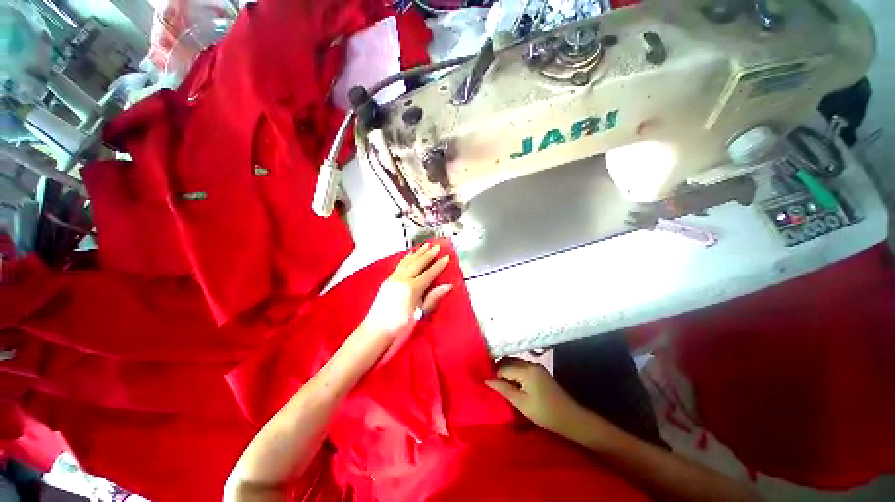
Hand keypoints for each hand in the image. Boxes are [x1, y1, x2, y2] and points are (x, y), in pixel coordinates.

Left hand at [359, 242, 453, 341]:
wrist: (377, 330)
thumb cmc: (400, 325)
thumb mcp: (420, 312)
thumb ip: (433, 297)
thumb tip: (448, 286)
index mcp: (412, 288)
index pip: (429, 273)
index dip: (439, 265)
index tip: (446, 257)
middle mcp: (402, 279)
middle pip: (418, 263)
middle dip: (429, 254)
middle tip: (437, 246)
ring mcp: (394, 278)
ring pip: (408, 261)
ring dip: (418, 253)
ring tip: (425, 245)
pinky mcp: (388, 280)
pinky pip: (399, 264)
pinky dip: (407, 258)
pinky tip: (410, 254)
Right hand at [485, 359, 591, 437]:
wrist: (572, 419)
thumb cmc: (545, 414)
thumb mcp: (522, 404)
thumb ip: (504, 389)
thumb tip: (486, 380)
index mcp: (526, 370)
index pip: (503, 367)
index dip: (494, 375)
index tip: (487, 384)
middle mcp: (531, 363)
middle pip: (508, 361)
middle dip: (498, 370)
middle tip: (491, 384)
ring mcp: (537, 366)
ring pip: (515, 363)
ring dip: (506, 371)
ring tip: (500, 385)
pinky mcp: (540, 371)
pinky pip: (521, 367)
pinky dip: (514, 372)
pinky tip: (512, 384)